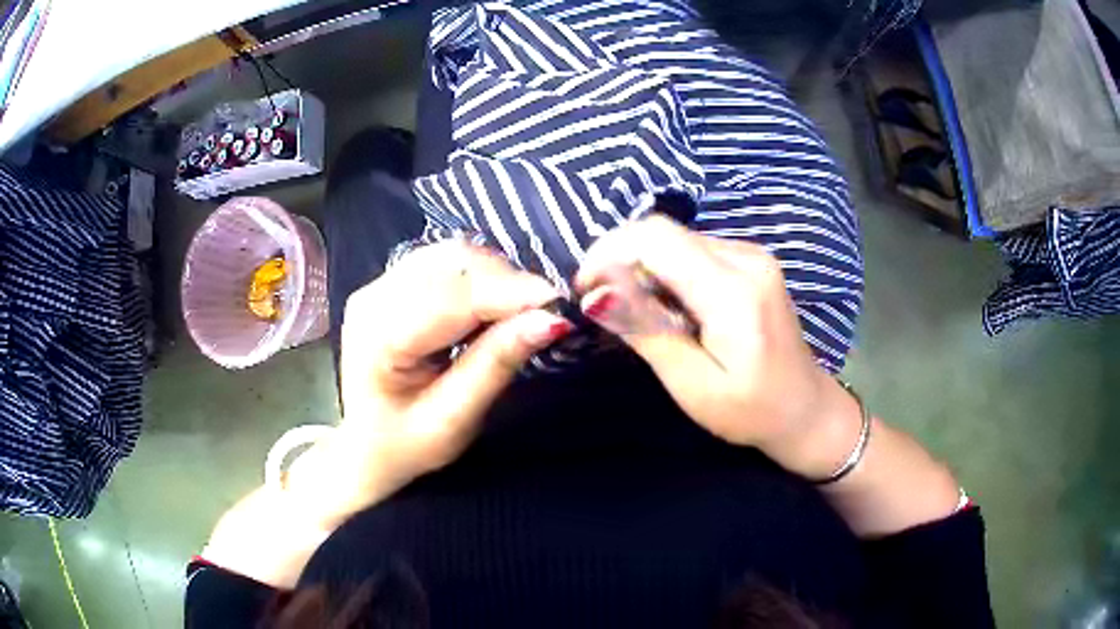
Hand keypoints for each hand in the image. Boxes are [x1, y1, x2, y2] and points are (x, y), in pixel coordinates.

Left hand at [203, 242, 572, 586]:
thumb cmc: (401, 454)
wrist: (358, 459)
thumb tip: (550, 319)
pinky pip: (442, 266)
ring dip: (494, 277)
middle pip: (451, 262)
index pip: (451, 290)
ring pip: (449, 256)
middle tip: (548, 311)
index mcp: (378, 332)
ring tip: (524, 310)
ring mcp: (377, 288)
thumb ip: (497, 364)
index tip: (561, 304)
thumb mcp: (454, 421)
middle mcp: (371, 296)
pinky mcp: (388, 290)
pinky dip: (478, 278)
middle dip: (507, 281)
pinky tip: (495, 304)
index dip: (511, 291)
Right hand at [575, 216, 857, 479]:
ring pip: (676, 240)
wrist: (805, 409)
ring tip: (641, 316)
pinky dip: (669, 272)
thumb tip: (596, 292)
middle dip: (622, 262)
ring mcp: (752, 255)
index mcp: (734, 291)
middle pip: (663, 234)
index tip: (585, 291)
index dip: (609, 253)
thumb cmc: (750, 411)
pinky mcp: (751, 261)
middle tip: (606, 309)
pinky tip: (672, 309)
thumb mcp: (693, 384)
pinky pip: (694, 250)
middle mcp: (746, 257)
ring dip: (645, 269)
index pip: (656, 238)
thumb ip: (647, 331)